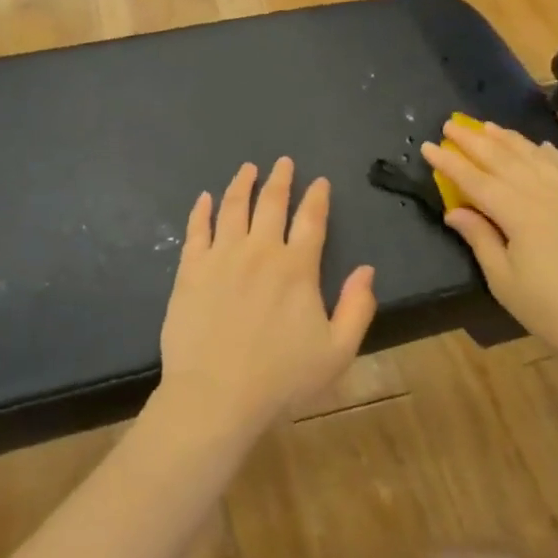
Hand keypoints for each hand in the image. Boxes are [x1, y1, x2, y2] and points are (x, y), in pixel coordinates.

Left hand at [156, 158, 376, 440]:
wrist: (215, 395)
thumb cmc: (281, 379)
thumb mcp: (337, 352)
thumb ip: (357, 308)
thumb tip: (366, 270)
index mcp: (297, 268)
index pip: (311, 220)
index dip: (317, 197)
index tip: (319, 182)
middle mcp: (260, 251)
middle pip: (271, 204)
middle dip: (280, 179)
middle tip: (283, 162)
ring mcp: (221, 257)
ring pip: (233, 208)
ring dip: (242, 184)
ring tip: (248, 169)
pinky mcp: (191, 270)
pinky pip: (196, 230)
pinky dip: (201, 210)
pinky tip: (204, 198)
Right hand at [420, 119, 557, 363]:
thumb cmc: (549, 309)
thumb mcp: (503, 280)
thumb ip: (479, 238)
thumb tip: (454, 210)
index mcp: (518, 213)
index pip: (475, 180)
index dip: (450, 162)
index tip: (428, 145)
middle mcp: (545, 193)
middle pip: (504, 159)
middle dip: (474, 141)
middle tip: (451, 124)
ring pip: (536, 156)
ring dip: (509, 139)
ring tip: (488, 126)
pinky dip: (551, 153)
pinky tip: (541, 147)